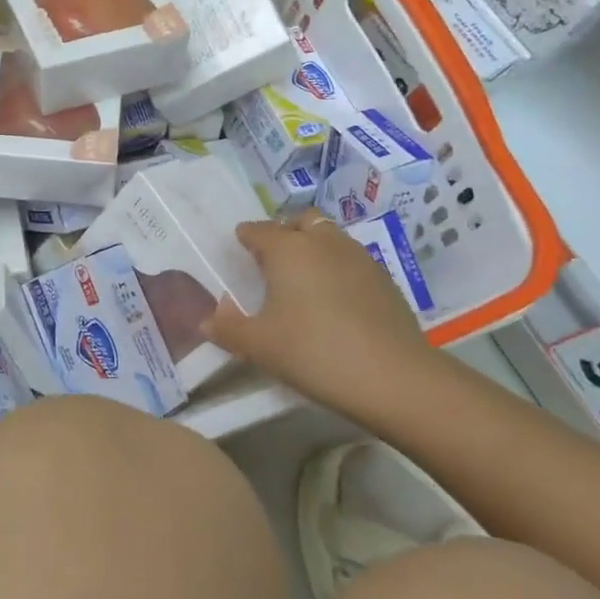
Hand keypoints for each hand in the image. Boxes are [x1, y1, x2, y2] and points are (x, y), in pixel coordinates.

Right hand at [204, 209, 433, 413]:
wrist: (393, 377)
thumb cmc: (313, 352)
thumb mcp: (259, 346)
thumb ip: (227, 329)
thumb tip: (207, 319)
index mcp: (287, 249)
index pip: (258, 230)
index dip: (246, 237)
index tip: (239, 249)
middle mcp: (323, 242)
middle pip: (300, 221)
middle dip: (284, 232)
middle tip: (273, 261)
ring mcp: (359, 257)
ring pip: (330, 238)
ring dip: (314, 248)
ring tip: (304, 281)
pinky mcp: (384, 279)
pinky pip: (351, 260)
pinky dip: (337, 269)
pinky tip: (335, 301)